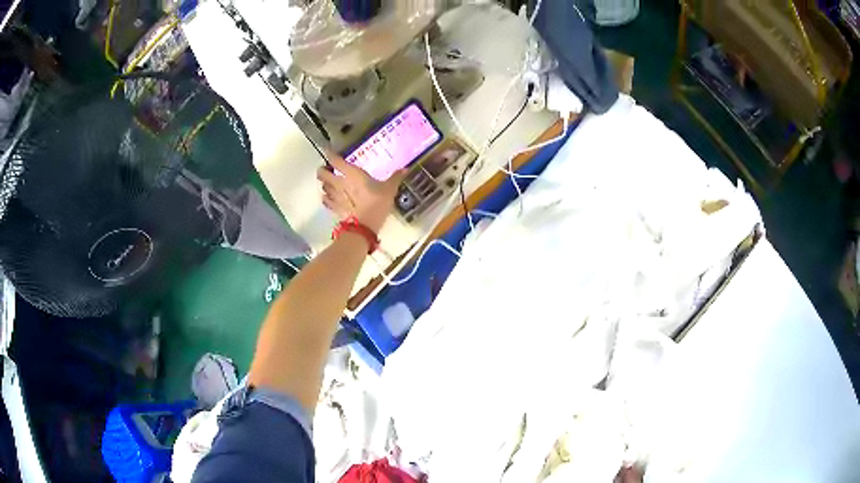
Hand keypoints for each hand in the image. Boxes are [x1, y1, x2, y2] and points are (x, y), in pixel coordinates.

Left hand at [316, 153, 405, 232]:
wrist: (365, 227)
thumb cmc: (377, 203)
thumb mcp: (389, 190)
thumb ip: (395, 178)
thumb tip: (406, 169)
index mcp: (352, 174)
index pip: (336, 161)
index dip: (330, 154)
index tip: (327, 150)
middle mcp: (340, 183)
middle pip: (323, 174)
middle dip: (322, 171)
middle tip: (326, 169)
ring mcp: (335, 196)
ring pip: (323, 187)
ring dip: (324, 184)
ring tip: (328, 184)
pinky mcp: (335, 208)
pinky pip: (326, 200)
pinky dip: (326, 198)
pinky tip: (329, 198)